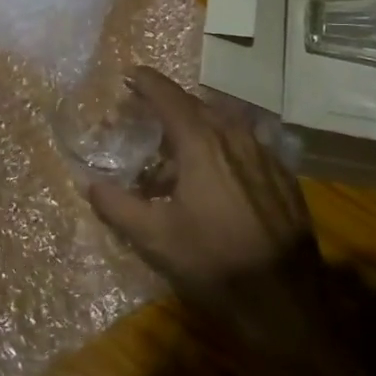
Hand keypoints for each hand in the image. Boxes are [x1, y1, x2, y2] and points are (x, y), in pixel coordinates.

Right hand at [88, 69, 326, 356]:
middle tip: (145, 117)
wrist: (285, 301)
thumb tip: (90, 183)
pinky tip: (216, 177)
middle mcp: (236, 137)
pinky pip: (246, 146)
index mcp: (202, 142)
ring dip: (197, 128)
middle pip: (197, 106)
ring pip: (225, 125)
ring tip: (176, 151)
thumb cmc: (213, 263)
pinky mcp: (284, 177)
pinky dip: (223, 148)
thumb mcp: (154, 238)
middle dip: (169, 106)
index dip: (146, 82)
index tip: (130, 74)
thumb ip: (117, 205)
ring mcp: (265, 155)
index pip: (168, 97)